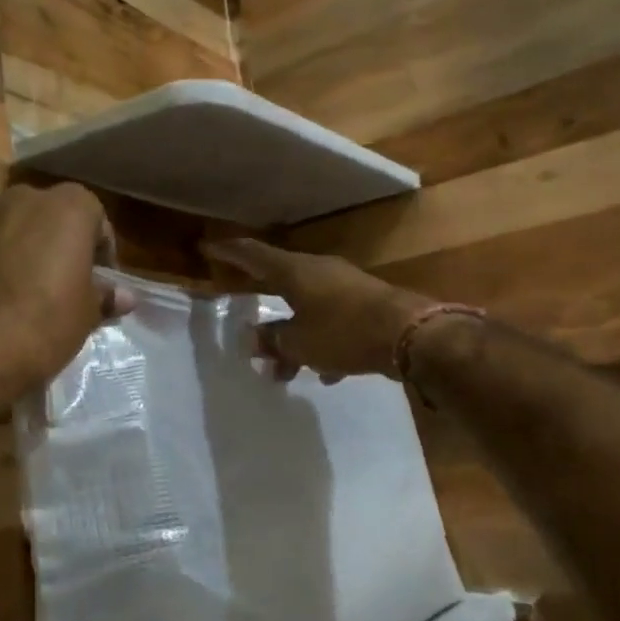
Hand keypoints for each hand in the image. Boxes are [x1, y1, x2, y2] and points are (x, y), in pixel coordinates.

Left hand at [0, 183, 135, 398]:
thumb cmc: (44, 327)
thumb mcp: (86, 315)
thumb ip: (104, 295)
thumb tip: (122, 296)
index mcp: (67, 207)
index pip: (93, 216)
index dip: (98, 248)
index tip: (96, 278)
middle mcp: (20, 197)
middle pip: (45, 212)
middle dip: (51, 239)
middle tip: (54, 279)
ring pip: (2, 222)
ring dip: (11, 243)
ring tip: (10, 285)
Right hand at [201, 239, 435, 383]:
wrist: (412, 334)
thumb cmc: (345, 332)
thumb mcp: (300, 343)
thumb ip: (273, 341)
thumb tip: (251, 340)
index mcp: (295, 272)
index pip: (252, 254)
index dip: (228, 251)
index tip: (207, 247)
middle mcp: (318, 271)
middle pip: (280, 284)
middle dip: (262, 311)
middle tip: (245, 324)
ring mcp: (344, 285)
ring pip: (307, 308)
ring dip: (293, 337)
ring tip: (283, 372)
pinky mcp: (365, 304)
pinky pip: (332, 321)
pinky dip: (322, 342)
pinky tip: (327, 373)